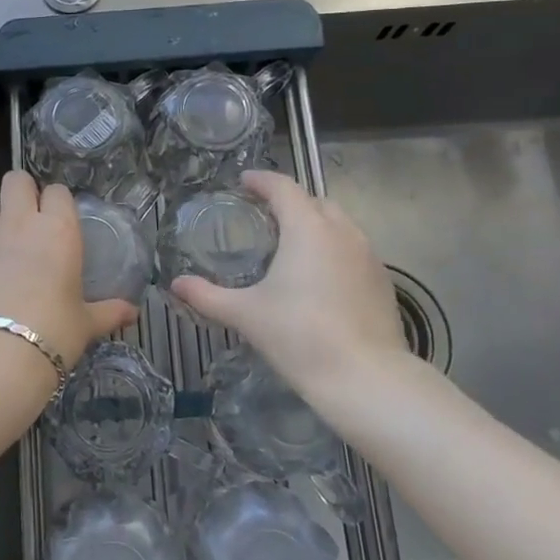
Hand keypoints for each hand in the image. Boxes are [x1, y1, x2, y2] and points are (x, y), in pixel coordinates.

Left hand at [0, 171, 138, 368]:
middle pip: (16, 180)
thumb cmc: (52, 334)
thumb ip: (109, 312)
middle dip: (22, 193)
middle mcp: (19, 222)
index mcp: (57, 230)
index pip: (58, 191)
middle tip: (28, 220)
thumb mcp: (85, 324)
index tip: (59, 221)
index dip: (57, 203)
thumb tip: (133, 313)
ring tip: (1, 245)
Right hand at [170, 170, 420, 390]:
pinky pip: (353, 250)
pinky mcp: (383, 281)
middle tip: (264, 217)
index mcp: (308, 228)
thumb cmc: (299, 336)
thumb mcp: (246, 315)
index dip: (261, 180)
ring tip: (291, 246)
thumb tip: (176, 284)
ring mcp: (368, 256)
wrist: (366, 378)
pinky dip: (333, 250)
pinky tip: (319, 278)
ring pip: (339, 225)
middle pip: (314, 201)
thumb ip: (208, 296)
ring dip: (315, 225)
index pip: (283, 187)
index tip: (243, 182)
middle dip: (289, 202)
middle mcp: (342, 231)